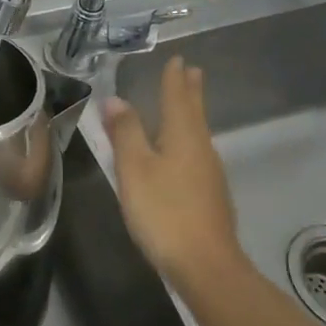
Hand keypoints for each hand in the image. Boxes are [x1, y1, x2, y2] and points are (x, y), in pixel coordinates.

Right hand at [103, 56, 242, 286]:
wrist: (205, 265)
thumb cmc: (164, 211)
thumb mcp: (134, 169)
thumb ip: (125, 133)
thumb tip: (115, 99)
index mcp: (182, 136)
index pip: (177, 98)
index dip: (174, 79)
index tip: (178, 59)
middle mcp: (201, 148)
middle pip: (194, 112)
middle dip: (190, 92)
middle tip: (192, 71)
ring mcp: (209, 173)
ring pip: (198, 133)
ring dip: (191, 113)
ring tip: (186, 103)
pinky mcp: (210, 196)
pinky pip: (196, 153)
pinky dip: (188, 139)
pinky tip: (182, 151)